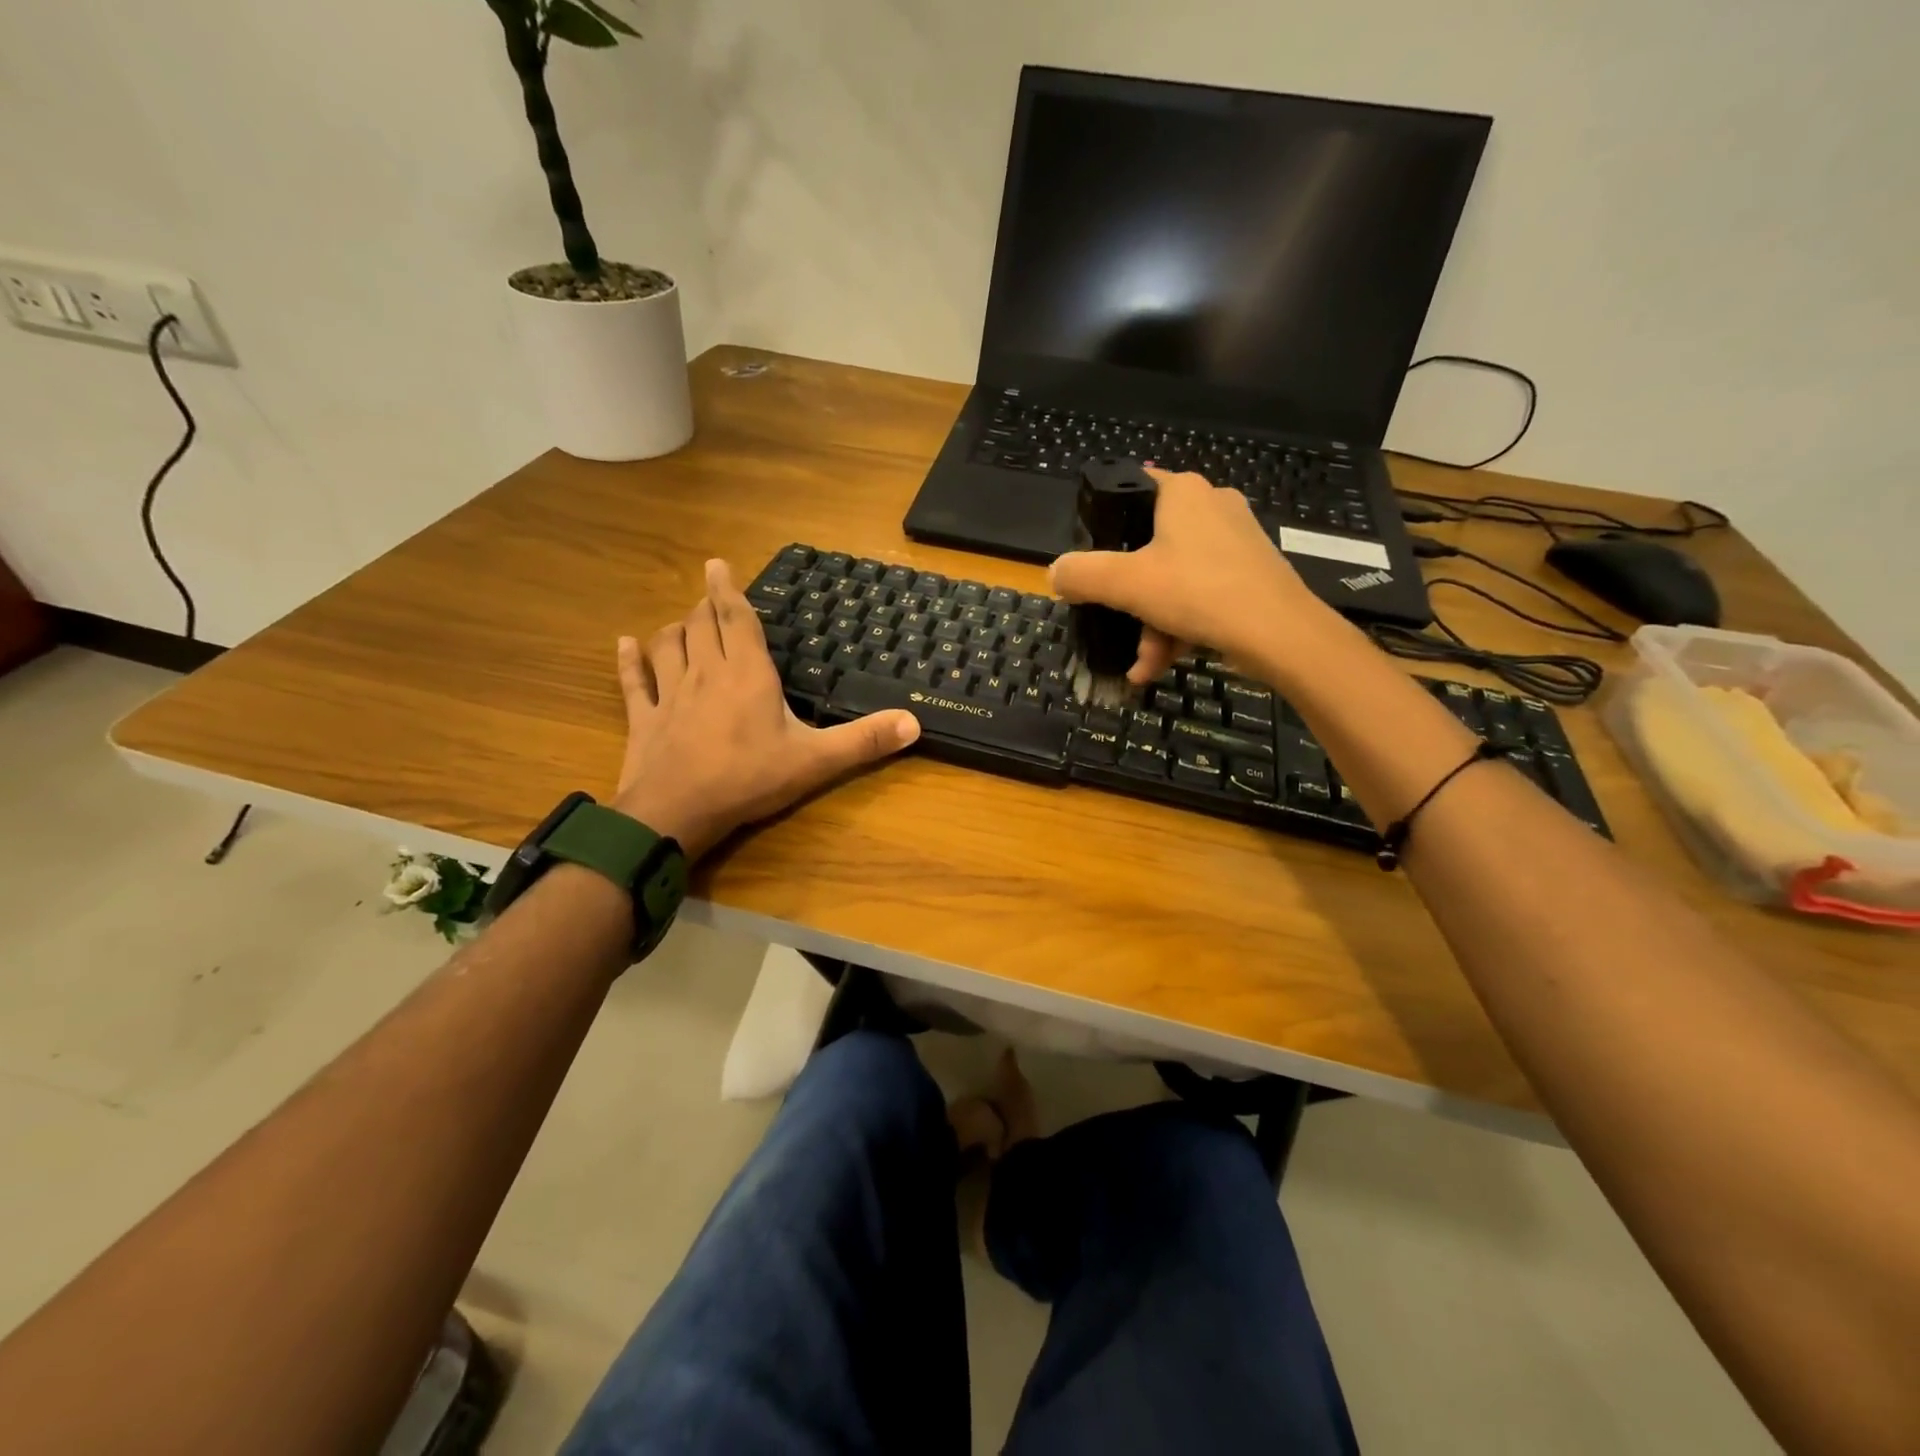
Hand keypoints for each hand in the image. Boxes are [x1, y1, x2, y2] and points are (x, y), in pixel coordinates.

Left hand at [612, 560, 920, 858]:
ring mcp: (668, 694)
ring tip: (682, 622)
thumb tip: (915, 723)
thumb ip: (865, 741)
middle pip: (700, 625)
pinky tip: (624, 645)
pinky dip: (628, 661)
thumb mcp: (816, 761)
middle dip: (706, 607)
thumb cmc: (749, 778)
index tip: (716, 564)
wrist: (677, 812)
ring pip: (667, 645)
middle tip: (711, 599)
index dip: (727, 590)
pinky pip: (632, 682)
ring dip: (674, 629)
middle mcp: (705, 672)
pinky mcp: (643, 719)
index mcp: (746, 673)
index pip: (736, 619)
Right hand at [1049, 467, 1330, 682]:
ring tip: (1141, 666)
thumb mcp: (1125, 584)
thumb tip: (1054, 573)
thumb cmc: (1198, 592)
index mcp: (1183, 492)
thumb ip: (1082, 574)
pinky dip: (1179, 629)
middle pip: (1150, 547)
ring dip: (1151, 626)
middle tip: (1115, 628)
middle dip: (1130, 599)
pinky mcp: (1251, 574)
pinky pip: (1200, 596)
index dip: (1106, 519)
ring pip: (1175, 579)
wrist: (1280, 633)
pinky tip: (1159, 666)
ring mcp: (1236, 541)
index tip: (1092, 556)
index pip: (1133, 486)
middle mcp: (1212, 506)